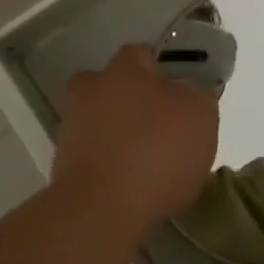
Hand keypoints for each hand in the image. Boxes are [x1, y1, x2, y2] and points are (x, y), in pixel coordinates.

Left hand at [52, 45, 218, 231]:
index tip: (180, 92)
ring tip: (147, 161)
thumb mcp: (201, 114)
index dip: (163, 70)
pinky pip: (93, 154)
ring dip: (118, 133)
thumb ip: (197, 93)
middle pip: (114, 86)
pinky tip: (130, 184)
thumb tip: (188, 90)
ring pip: (100, 120)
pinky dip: (108, 163)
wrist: (100, 209)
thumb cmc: (157, 151)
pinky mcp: (62, 164)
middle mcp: (91, 88)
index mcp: (124, 68)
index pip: (143, 54)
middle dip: (133, 100)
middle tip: (160, 125)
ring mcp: (71, 126)